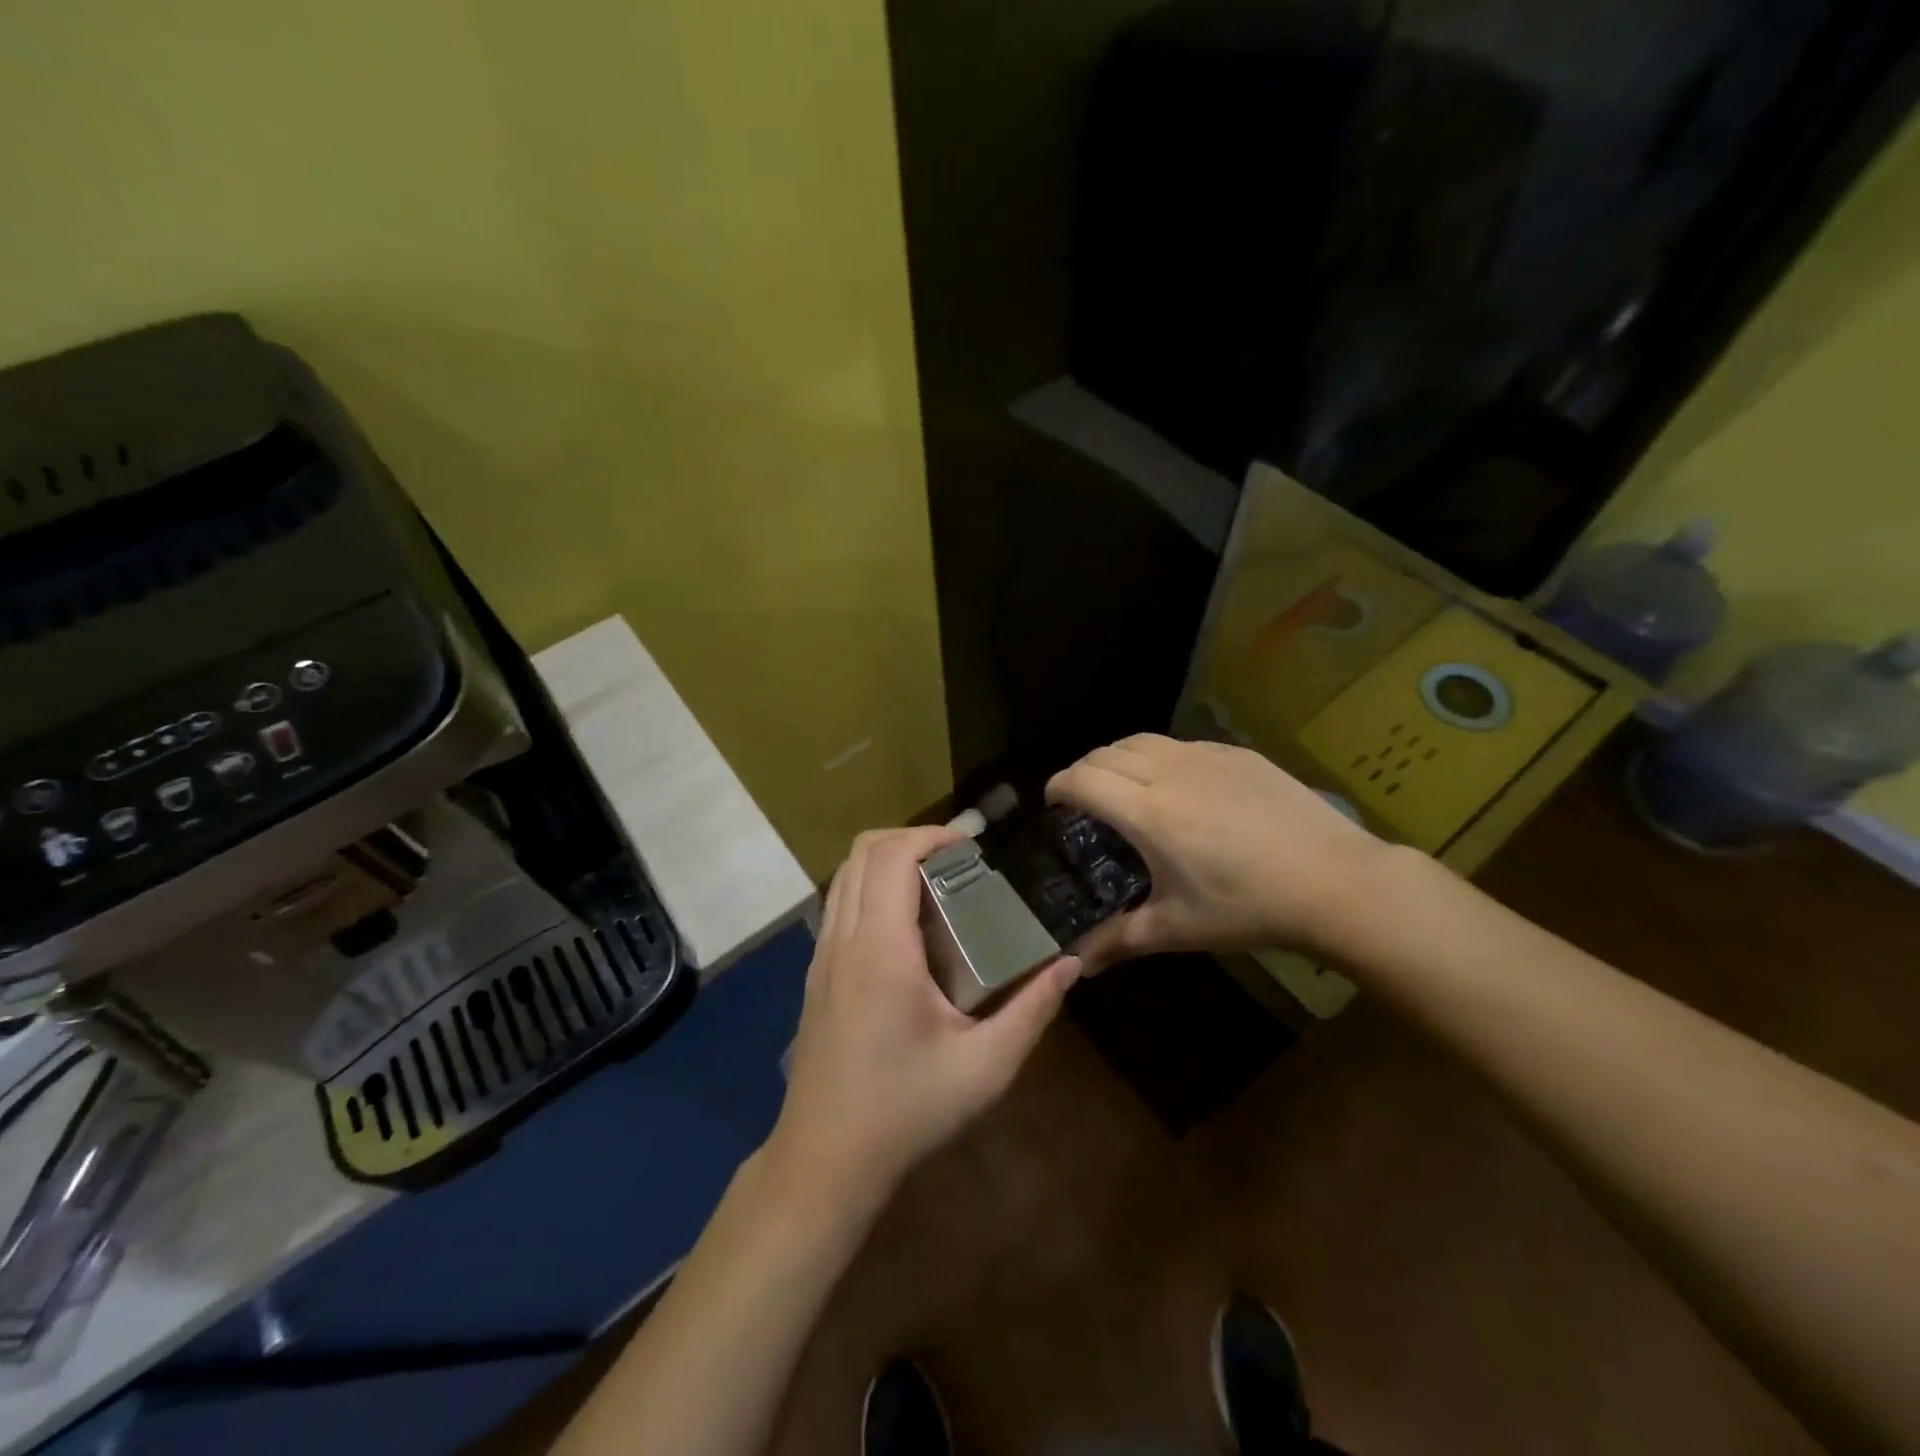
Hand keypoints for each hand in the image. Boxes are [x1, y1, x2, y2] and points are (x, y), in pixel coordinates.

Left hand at [768, 826, 1080, 1206]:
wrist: (825, 1160)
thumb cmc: (906, 1110)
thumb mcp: (985, 1066)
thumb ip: (1032, 1009)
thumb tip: (1070, 963)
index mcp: (881, 951)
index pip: (891, 856)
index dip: (931, 834)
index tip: (972, 845)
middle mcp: (843, 940)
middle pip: (861, 851)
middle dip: (911, 839)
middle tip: (959, 860)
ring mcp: (821, 956)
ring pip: (844, 875)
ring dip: (887, 861)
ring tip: (936, 884)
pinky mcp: (815, 974)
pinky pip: (838, 904)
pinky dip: (870, 887)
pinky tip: (907, 928)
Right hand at [1046, 734, 1391, 967]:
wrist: (1336, 881)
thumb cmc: (1249, 907)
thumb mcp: (1177, 928)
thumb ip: (1117, 941)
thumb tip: (1074, 965)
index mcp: (1147, 813)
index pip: (1081, 779)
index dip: (1057, 786)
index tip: (1053, 805)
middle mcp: (1169, 772)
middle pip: (1104, 753)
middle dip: (1083, 771)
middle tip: (1084, 801)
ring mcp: (1206, 756)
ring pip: (1141, 740)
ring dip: (1118, 758)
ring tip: (1124, 787)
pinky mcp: (1237, 753)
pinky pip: (1181, 743)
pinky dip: (1159, 757)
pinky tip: (1178, 787)